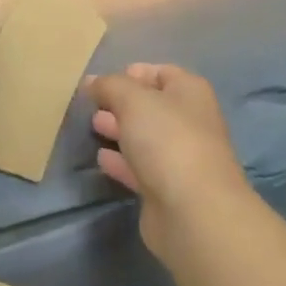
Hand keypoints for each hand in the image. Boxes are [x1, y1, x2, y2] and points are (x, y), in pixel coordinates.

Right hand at [90, 64, 251, 260]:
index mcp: (190, 93)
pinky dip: (121, 162)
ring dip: (120, 131)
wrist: (194, 213)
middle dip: (122, 103)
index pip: (162, 72)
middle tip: (94, 103)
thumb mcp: (132, 99)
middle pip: (152, 106)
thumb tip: (92, 81)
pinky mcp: (168, 191)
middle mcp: (190, 122)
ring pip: (145, 138)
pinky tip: (101, 159)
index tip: (104, 80)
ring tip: (93, 125)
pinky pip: (140, 168)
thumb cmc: (167, 140)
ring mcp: (181, 159)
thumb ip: (109, 86)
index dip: (134, 73)